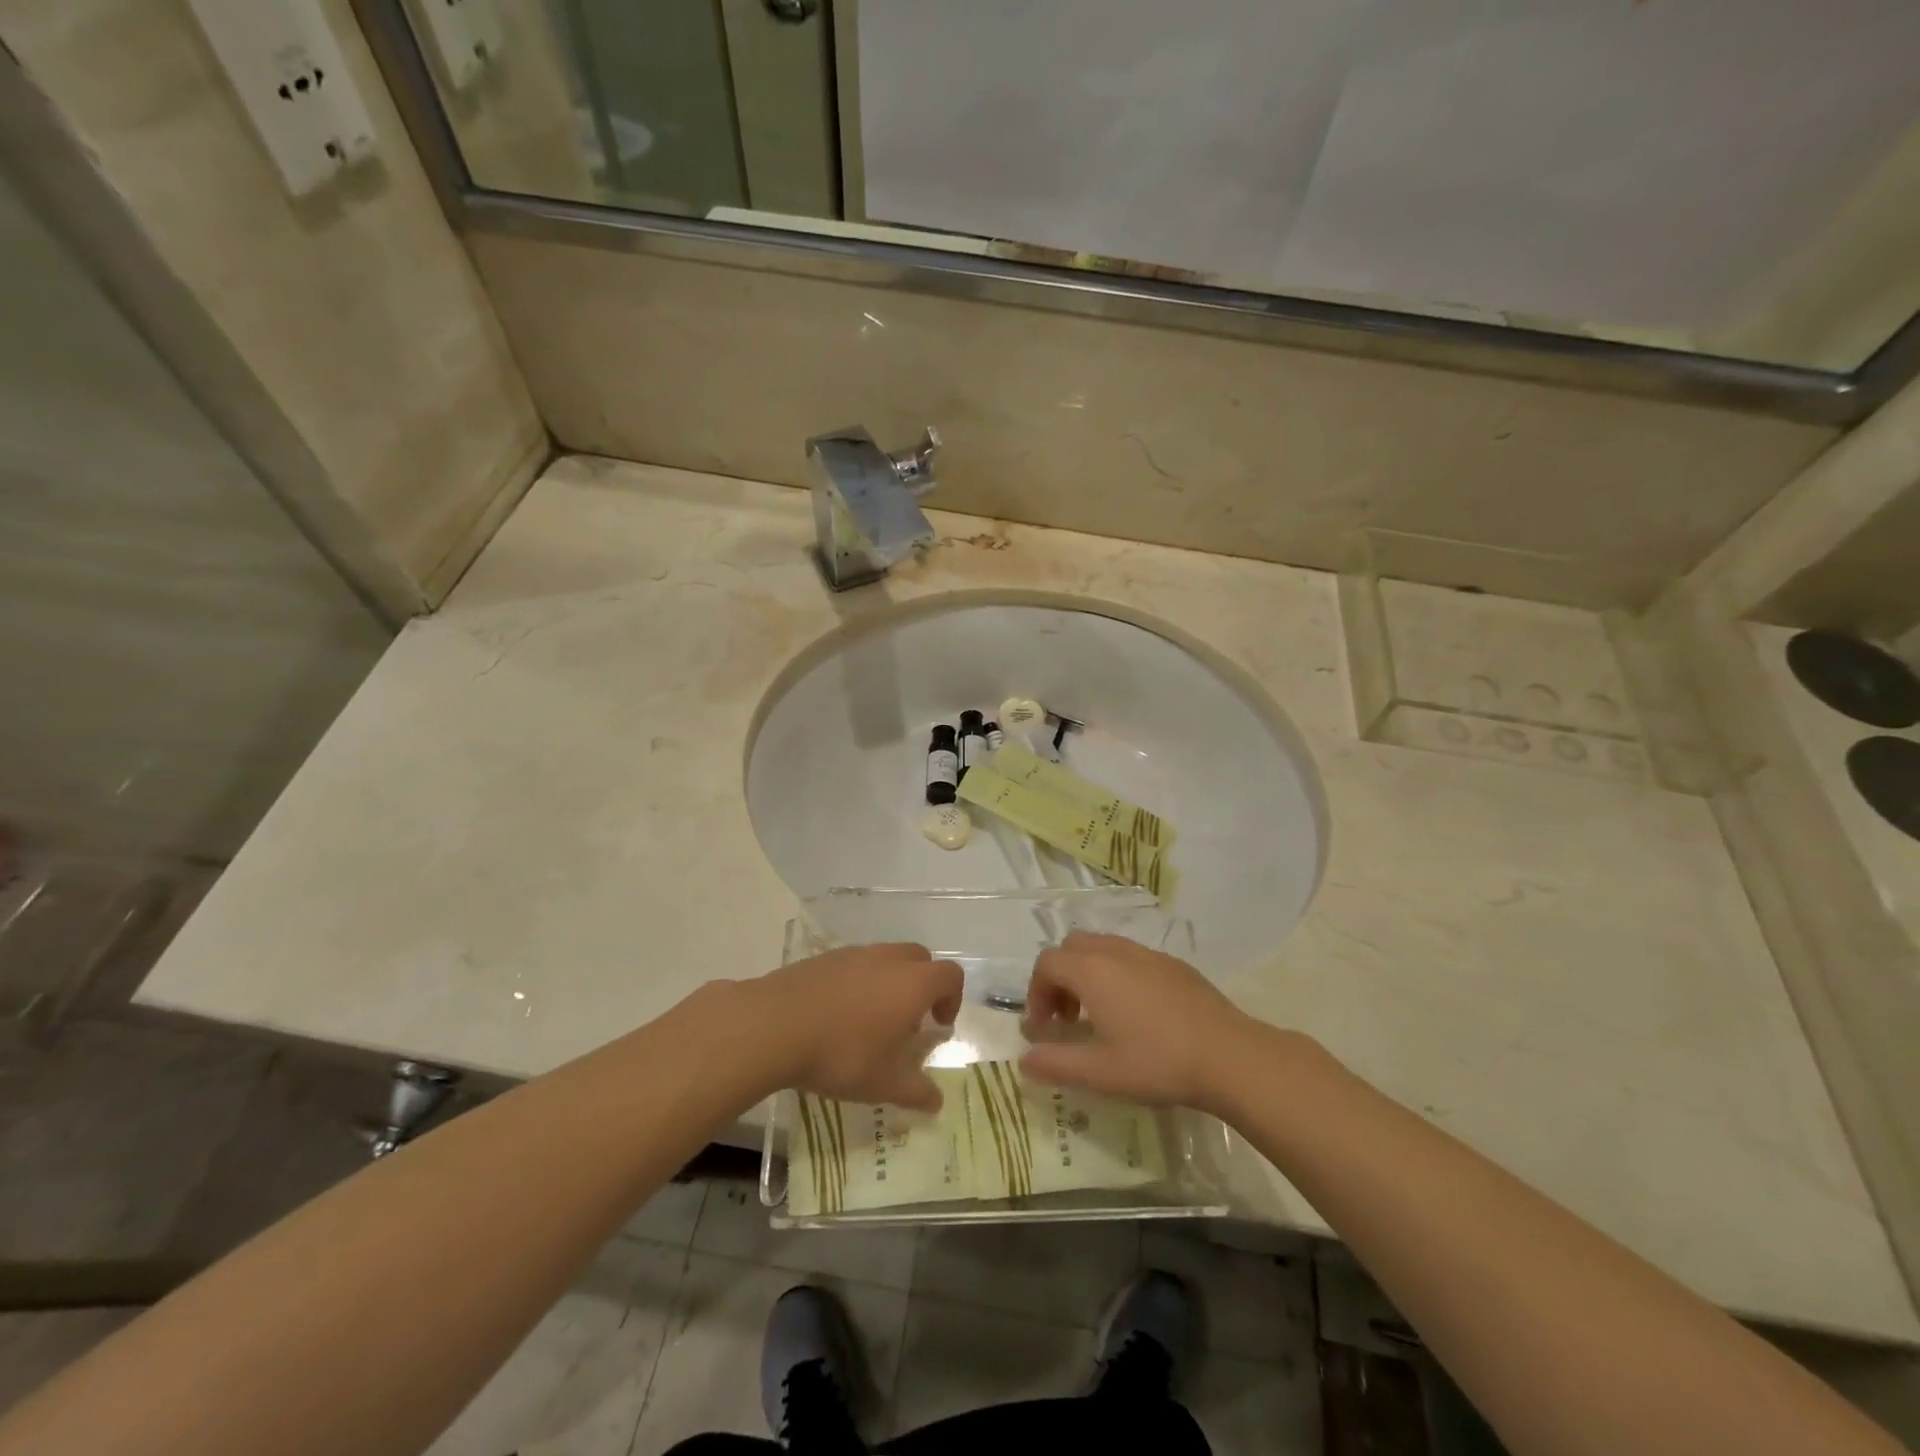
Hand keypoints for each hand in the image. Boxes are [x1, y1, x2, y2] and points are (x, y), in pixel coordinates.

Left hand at [751, 943, 963, 1111]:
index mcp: (913, 983)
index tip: (938, 1025)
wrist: (775, 1025)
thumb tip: (936, 1102)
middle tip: (909, 1020)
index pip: (950, 975)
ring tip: (872, 1019)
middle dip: (924, 985)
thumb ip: (915, 1091)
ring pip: (886, 958)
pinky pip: (855, 963)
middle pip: (920, 959)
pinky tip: (838, 1013)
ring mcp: (854, 954)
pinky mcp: (824, 958)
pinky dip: (859, 981)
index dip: (952, 998)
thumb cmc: (841, 1053)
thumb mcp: (883, 1083)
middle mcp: (888, 959)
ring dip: (890, 982)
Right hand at [1019, 931, 1261, 1109]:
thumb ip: (1055, 1063)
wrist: (1228, 1055)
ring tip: (1100, 1016)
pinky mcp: (1173, 964)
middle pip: (1072, 948)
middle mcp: (1115, 951)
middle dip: (1060, 978)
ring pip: (1102, 948)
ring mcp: (1147, 953)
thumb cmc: (1157, 1062)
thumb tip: (1023, 1060)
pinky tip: (1137, 1014)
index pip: (1047, 964)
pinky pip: (1130, 956)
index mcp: (1091, 971)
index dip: (1036, 992)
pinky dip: (1117, 974)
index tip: (1044, 1028)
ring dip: (1088, 974)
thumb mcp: (1099, 1072)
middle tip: (1068, 1019)